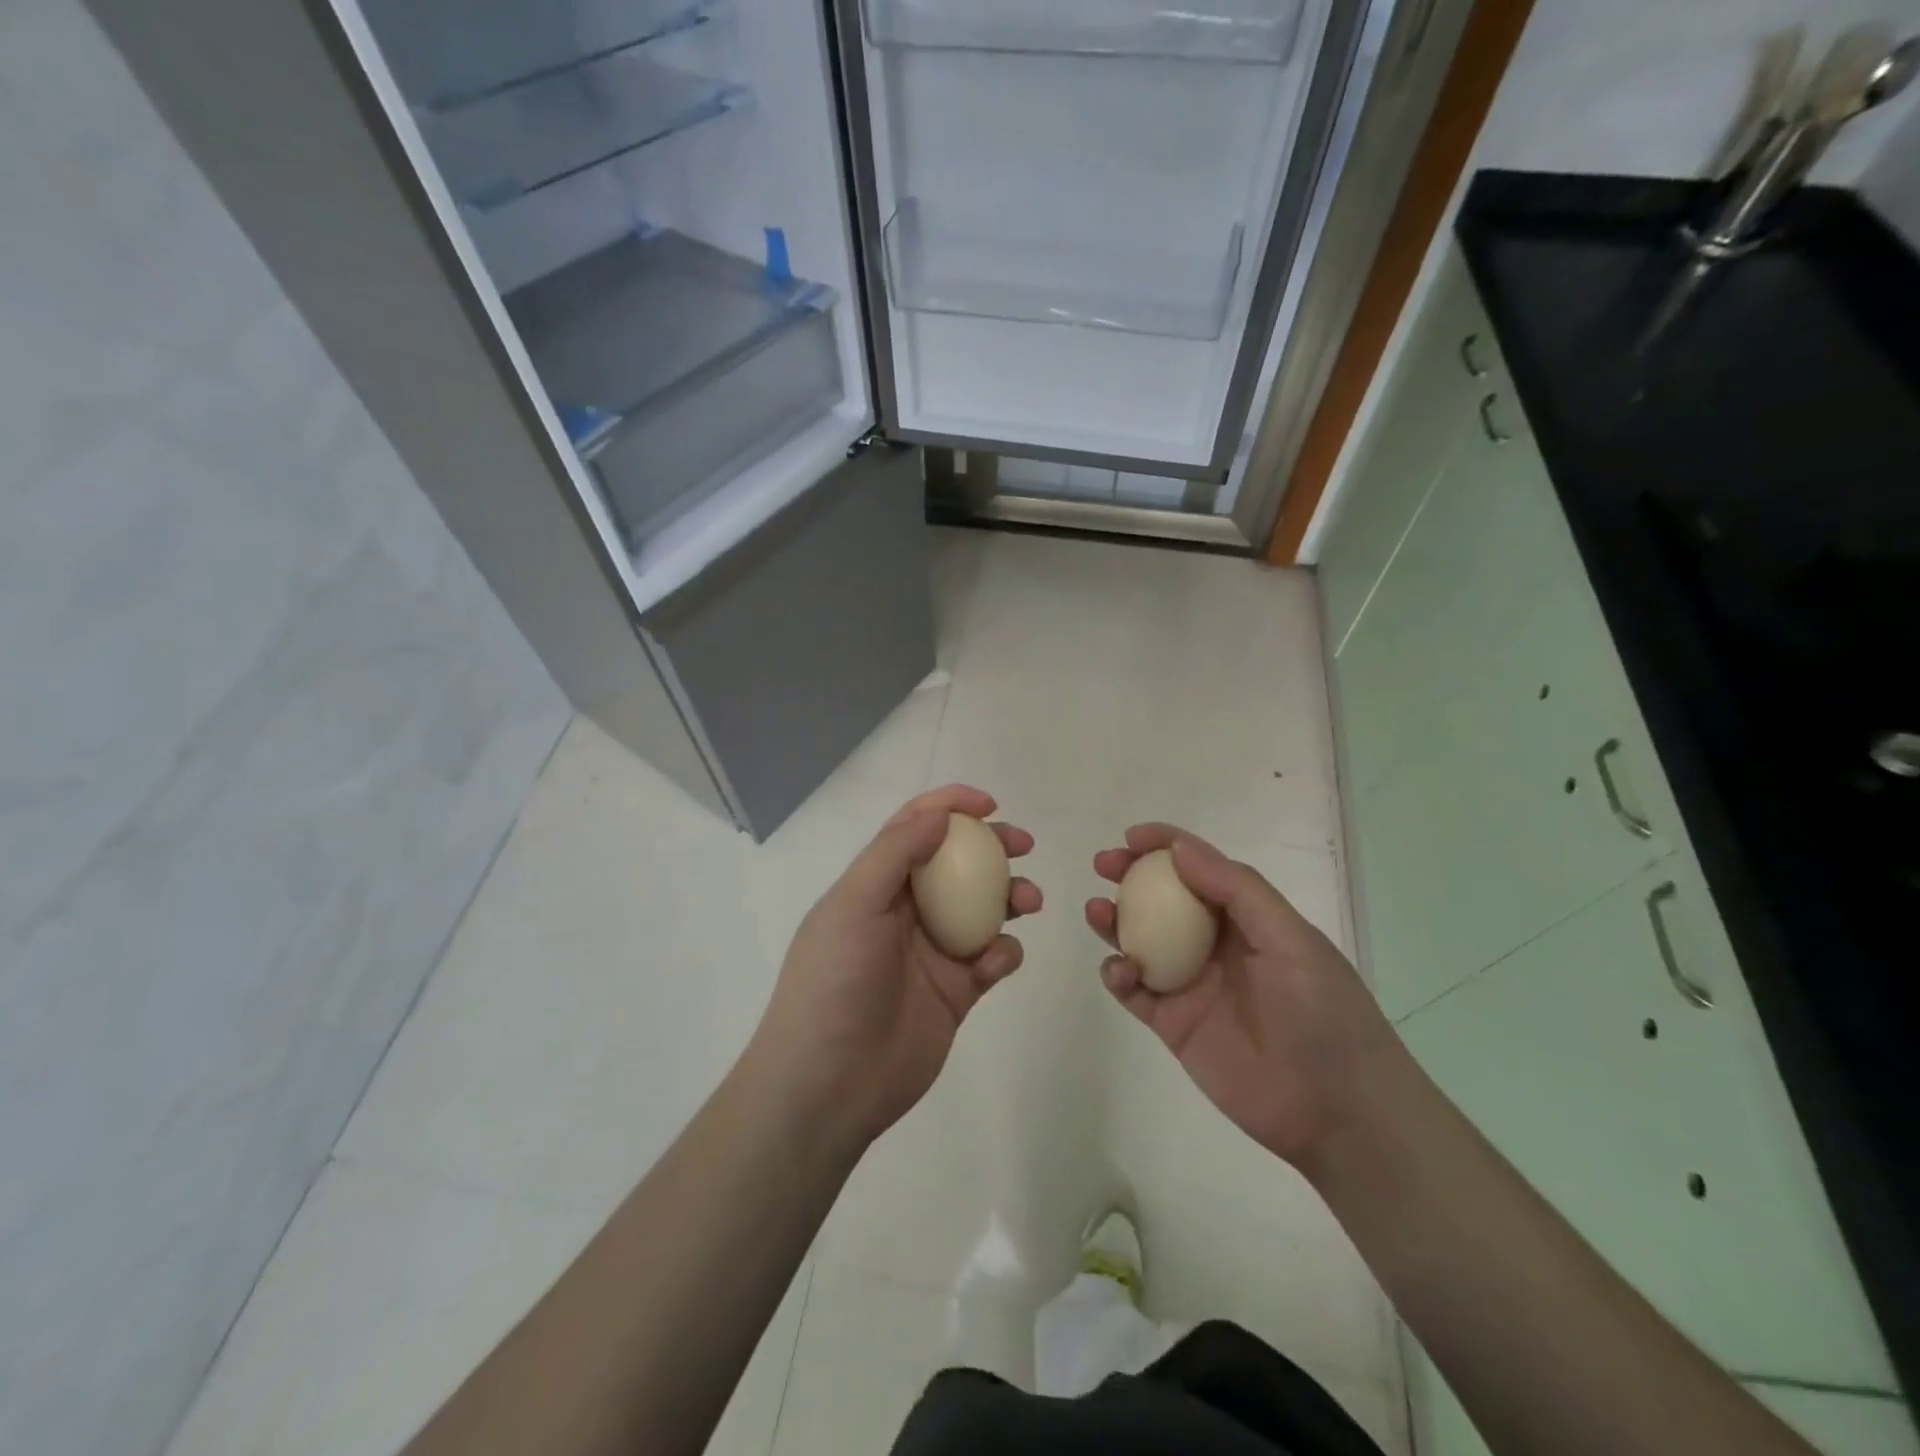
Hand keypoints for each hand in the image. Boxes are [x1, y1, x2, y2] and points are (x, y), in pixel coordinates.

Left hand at [749, 785, 1040, 1157]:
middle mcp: (905, 911)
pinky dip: (1003, 953)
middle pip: (957, 863)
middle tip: (1023, 845)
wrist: (829, 1084)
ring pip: (983, 909)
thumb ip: (895, 854)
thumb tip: (938, 813)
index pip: (913, 829)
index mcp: (875, 885)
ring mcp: (932, 951)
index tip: (989, 805)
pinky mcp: (955, 991)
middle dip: (992, 848)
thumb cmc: (834, 983)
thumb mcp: (853, 905)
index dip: (949, 807)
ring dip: (1010, 896)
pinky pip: (991, 959)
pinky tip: (997, 961)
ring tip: (1029, 901)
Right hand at [1086, 824, 1398, 1168]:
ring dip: (1115, 921)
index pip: (1201, 868)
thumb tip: (1179, 848)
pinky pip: (1135, 991)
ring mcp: (1191, 984)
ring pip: (1141, 940)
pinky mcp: (1173, 1023)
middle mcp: (1215, 944)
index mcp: (1248, 918)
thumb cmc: (1322, 1012)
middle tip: (1104, 865)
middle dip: (1131, 876)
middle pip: (1163, 899)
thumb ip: (1236, 890)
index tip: (1132, 837)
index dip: (1166, 845)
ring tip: (1097, 911)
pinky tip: (1119, 969)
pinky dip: (1118, 974)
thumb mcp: (1290, 939)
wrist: (1337, 1111)